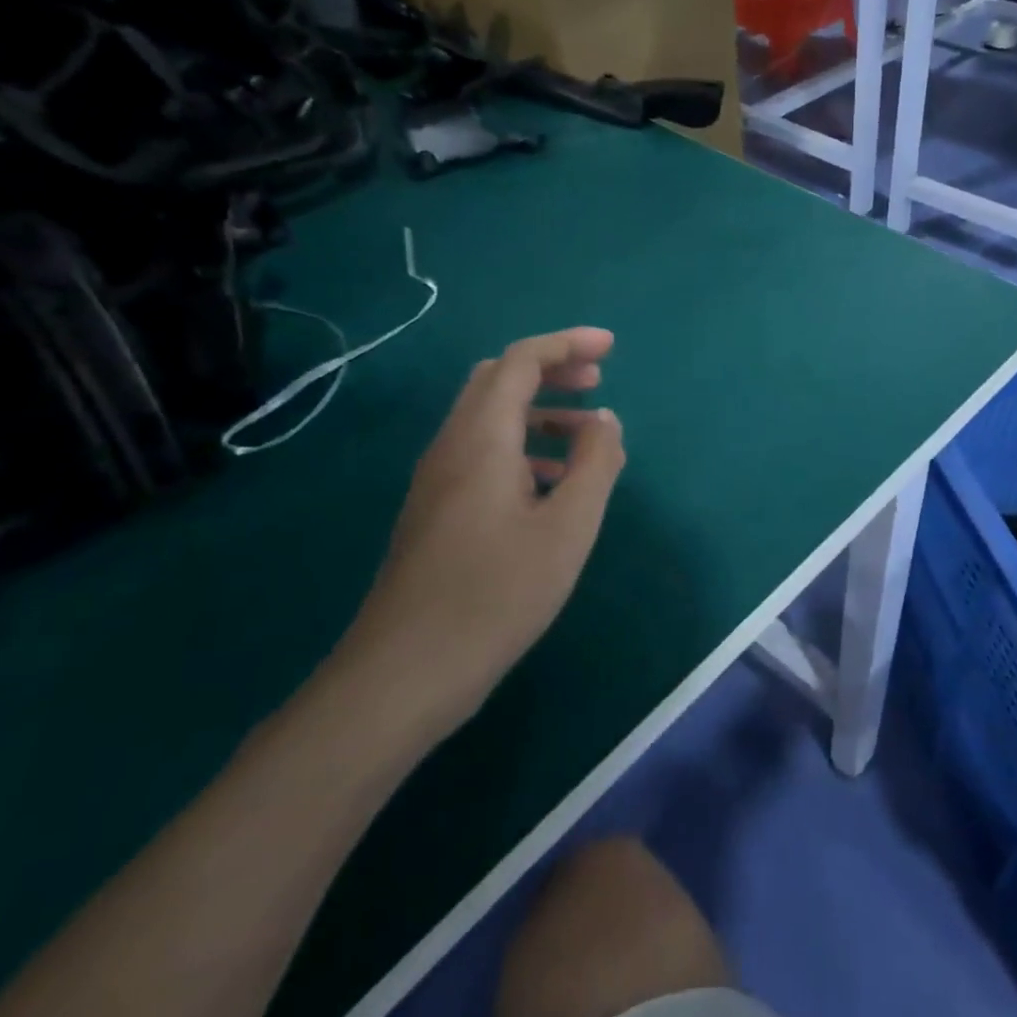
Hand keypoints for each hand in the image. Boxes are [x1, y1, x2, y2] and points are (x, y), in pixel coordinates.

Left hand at [326, 328, 626, 746]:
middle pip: (497, 381)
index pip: (519, 361)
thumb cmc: (496, 594)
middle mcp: (451, 447)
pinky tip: (553, 488)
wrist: (406, 672)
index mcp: (481, 439)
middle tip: (598, 382)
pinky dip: (525, 449)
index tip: (610, 347)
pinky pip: (483, 455)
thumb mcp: (568, 527)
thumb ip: (595, 464)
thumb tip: (606, 421)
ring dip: (540, 413)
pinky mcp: (437, 513)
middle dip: (550, 371)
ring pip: (489, 420)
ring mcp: (437, 482)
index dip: (566, 344)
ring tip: (589, 439)